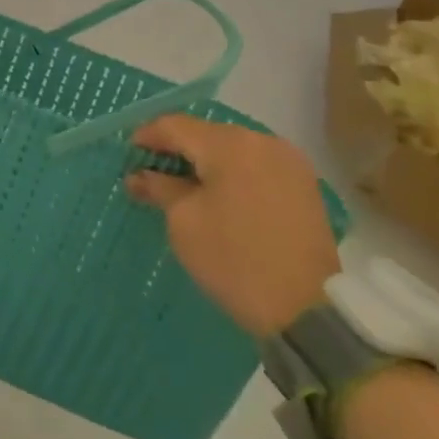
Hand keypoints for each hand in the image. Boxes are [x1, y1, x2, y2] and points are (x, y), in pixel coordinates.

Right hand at [126, 113, 340, 337]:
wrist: (309, 312)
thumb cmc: (235, 260)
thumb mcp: (184, 223)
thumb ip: (159, 188)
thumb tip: (138, 175)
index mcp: (229, 144)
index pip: (175, 126)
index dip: (148, 137)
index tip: (129, 154)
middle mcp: (261, 141)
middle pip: (205, 134)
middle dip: (178, 149)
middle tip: (153, 172)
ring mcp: (288, 162)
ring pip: (232, 149)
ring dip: (206, 162)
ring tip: (185, 185)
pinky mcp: (304, 185)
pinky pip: (256, 165)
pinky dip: (233, 174)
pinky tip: (220, 195)